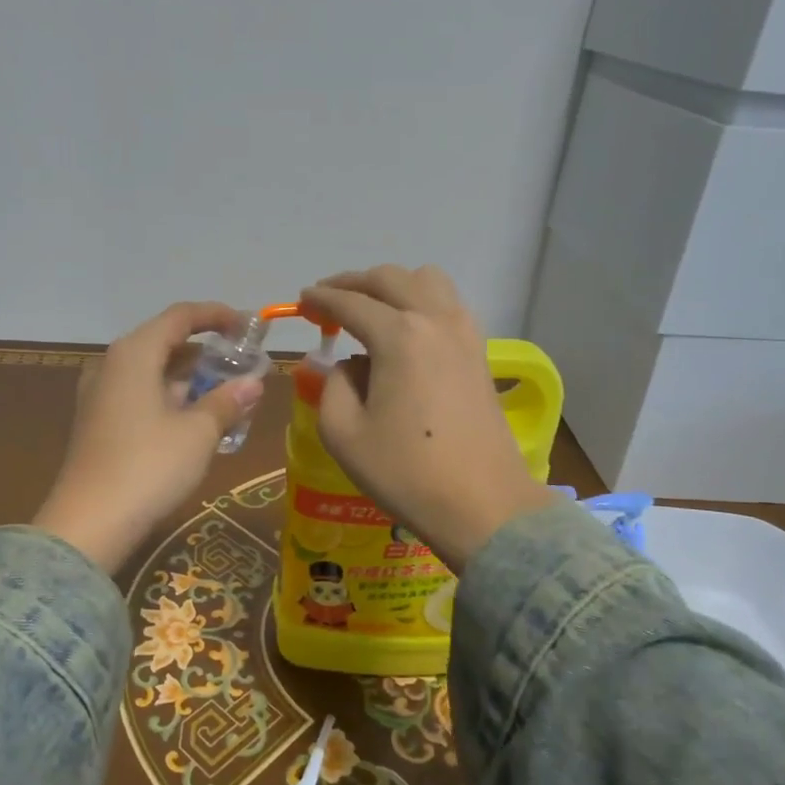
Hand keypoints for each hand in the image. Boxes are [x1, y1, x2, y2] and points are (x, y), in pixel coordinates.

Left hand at [32, 302, 264, 573]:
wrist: (89, 523)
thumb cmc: (149, 466)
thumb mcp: (198, 432)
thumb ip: (226, 401)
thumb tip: (252, 383)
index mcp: (134, 353)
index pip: (180, 316)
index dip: (216, 316)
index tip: (248, 325)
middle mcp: (112, 365)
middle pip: (164, 342)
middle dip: (206, 351)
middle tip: (243, 364)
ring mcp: (99, 395)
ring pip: (152, 372)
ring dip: (189, 378)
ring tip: (227, 394)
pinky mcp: (97, 423)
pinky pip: (140, 395)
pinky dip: (170, 398)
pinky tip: (195, 421)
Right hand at [301, 265, 552, 570]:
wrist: (483, 505)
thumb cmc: (406, 472)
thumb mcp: (343, 433)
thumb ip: (332, 386)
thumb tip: (347, 366)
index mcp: (398, 336)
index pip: (351, 302)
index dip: (321, 299)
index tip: (301, 301)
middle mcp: (435, 320)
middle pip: (390, 279)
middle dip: (353, 282)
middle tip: (328, 300)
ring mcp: (464, 333)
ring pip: (427, 281)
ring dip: (393, 286)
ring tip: (370, 310)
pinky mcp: (480, 352)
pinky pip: (447, 305)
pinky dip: (420, 302)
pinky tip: (405, 331)